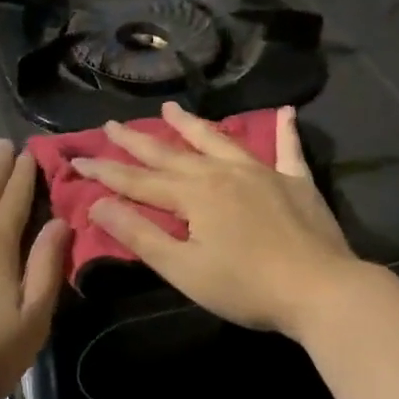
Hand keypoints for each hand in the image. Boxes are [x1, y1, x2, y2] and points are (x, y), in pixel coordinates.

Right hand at [74, 103, 355, 337]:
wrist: (321, 290)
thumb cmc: (246, 286)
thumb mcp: (183, 268)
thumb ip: (140, 234)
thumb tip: (98, 205)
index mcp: (193, 194)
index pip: (138, 181)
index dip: (105, 172)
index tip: (77, 159)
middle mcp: (222, 173)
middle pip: (171, 153)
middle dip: (137, 141)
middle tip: (111, 124)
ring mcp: (262, 173)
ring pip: (218, 140)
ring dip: (192, 124)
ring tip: (170, 108)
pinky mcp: (296, 182)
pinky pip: (288, 149)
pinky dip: (284, 131)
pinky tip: (285, 112)